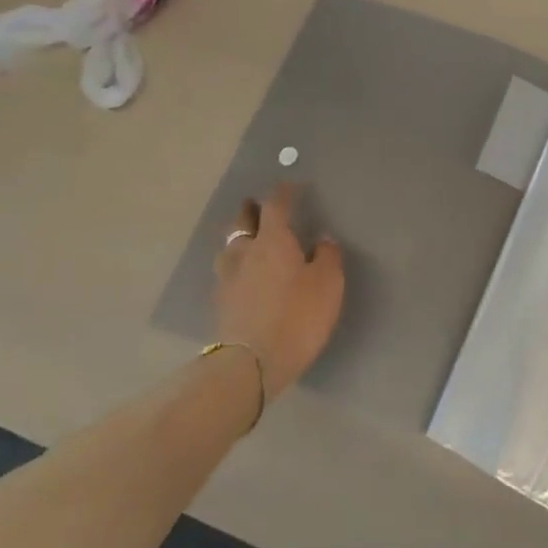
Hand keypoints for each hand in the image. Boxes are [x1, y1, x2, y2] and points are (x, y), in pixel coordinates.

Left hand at [212, 183, 343, 397]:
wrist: (252, 362)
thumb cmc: (297, 316)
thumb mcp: (327, 284)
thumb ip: (327, 256)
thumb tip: (321, 239)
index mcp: (272, 240)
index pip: (275, 206)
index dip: (283, 193)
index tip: (290, 186)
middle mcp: (244, 251)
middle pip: (242, 220)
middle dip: (251, 209)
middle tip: (258, 205)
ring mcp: (227, 276)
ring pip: (229, 245)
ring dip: (238, 236)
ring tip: (247, 238)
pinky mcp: (220, 301)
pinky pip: (227, 269)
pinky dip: (235, 262)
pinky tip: (242, 272)